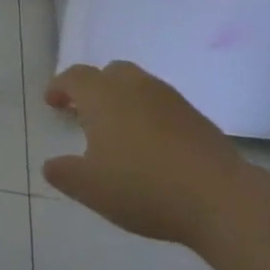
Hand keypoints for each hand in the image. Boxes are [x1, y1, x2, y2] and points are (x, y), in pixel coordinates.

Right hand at [43, 60, 246, 245]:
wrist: (218, 196)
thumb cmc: (143, 186)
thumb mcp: (91, 188)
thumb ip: (65, 174)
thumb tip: (50, 165)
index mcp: (102, 95)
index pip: (74, 77)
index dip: (60, 87)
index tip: (52, 102)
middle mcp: (133, 85)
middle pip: (108, 73)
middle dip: (93, 88)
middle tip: (85, 113)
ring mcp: (167, 97)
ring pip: (137, 86)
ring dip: (122, 100)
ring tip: (119, 131)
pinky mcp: (194, 115)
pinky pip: (160, 105)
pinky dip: (148, 115)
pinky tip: (151, 145)